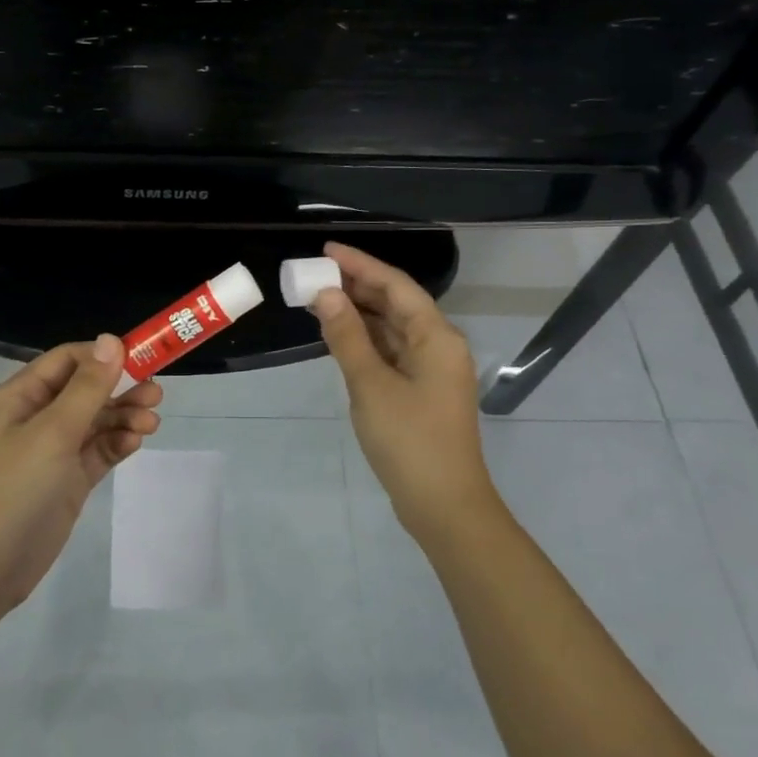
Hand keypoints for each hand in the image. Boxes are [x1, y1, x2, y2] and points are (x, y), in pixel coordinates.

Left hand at [0, 335, 162, 609]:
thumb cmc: (14, 487)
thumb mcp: (53, 432)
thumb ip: (87, 387)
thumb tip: (112, 339)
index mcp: (23, 395)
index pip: (69, 359)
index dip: (105, 355)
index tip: (143, 358)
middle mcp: (39, 416)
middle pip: (88, 389)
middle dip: (122, 388)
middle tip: (156, 395)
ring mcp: (54, 450)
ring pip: (98, 420)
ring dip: (125, 416)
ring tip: (151, 423)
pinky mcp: (69, 479)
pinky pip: (99, 450)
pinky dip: (118, 443)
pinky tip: (134, 442)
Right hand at [313, 241, 497, 541]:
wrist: (443, 505)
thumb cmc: (409, 441)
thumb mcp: (371, 385)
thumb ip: (347, 336)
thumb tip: (325, 295)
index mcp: (437, 337)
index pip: (396, 286)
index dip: (360, 265)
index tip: (325, 250)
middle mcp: (438, 346)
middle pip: (396, 304)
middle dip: (356, 287)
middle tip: (314, 275)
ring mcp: (431, 371)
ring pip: (392, 329)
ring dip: (359, 314)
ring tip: (318, 300)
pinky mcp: (420, 392)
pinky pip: (391, 352)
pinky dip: (365, 341)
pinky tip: (338, 336)